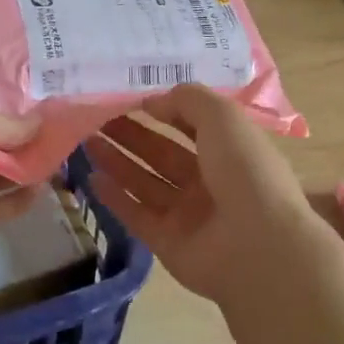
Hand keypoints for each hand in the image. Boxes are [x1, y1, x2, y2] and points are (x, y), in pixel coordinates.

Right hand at [84, 84, 316, 303]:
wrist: (257, 245)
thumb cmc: (245, 170)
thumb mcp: (222, 116)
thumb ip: (187, 100)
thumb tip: (153, 101)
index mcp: (229, 150)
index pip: (191, 125)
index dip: (163, 111)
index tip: (128, 98)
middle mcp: (209, 181)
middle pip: (162, 153)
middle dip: (131, 134)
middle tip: (95, 118)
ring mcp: (188, 214)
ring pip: (145, 182)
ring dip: (117, 161)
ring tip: (86, 140)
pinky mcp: (168, 242)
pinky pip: (137, 215)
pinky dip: (115, 198)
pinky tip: (92, 178)